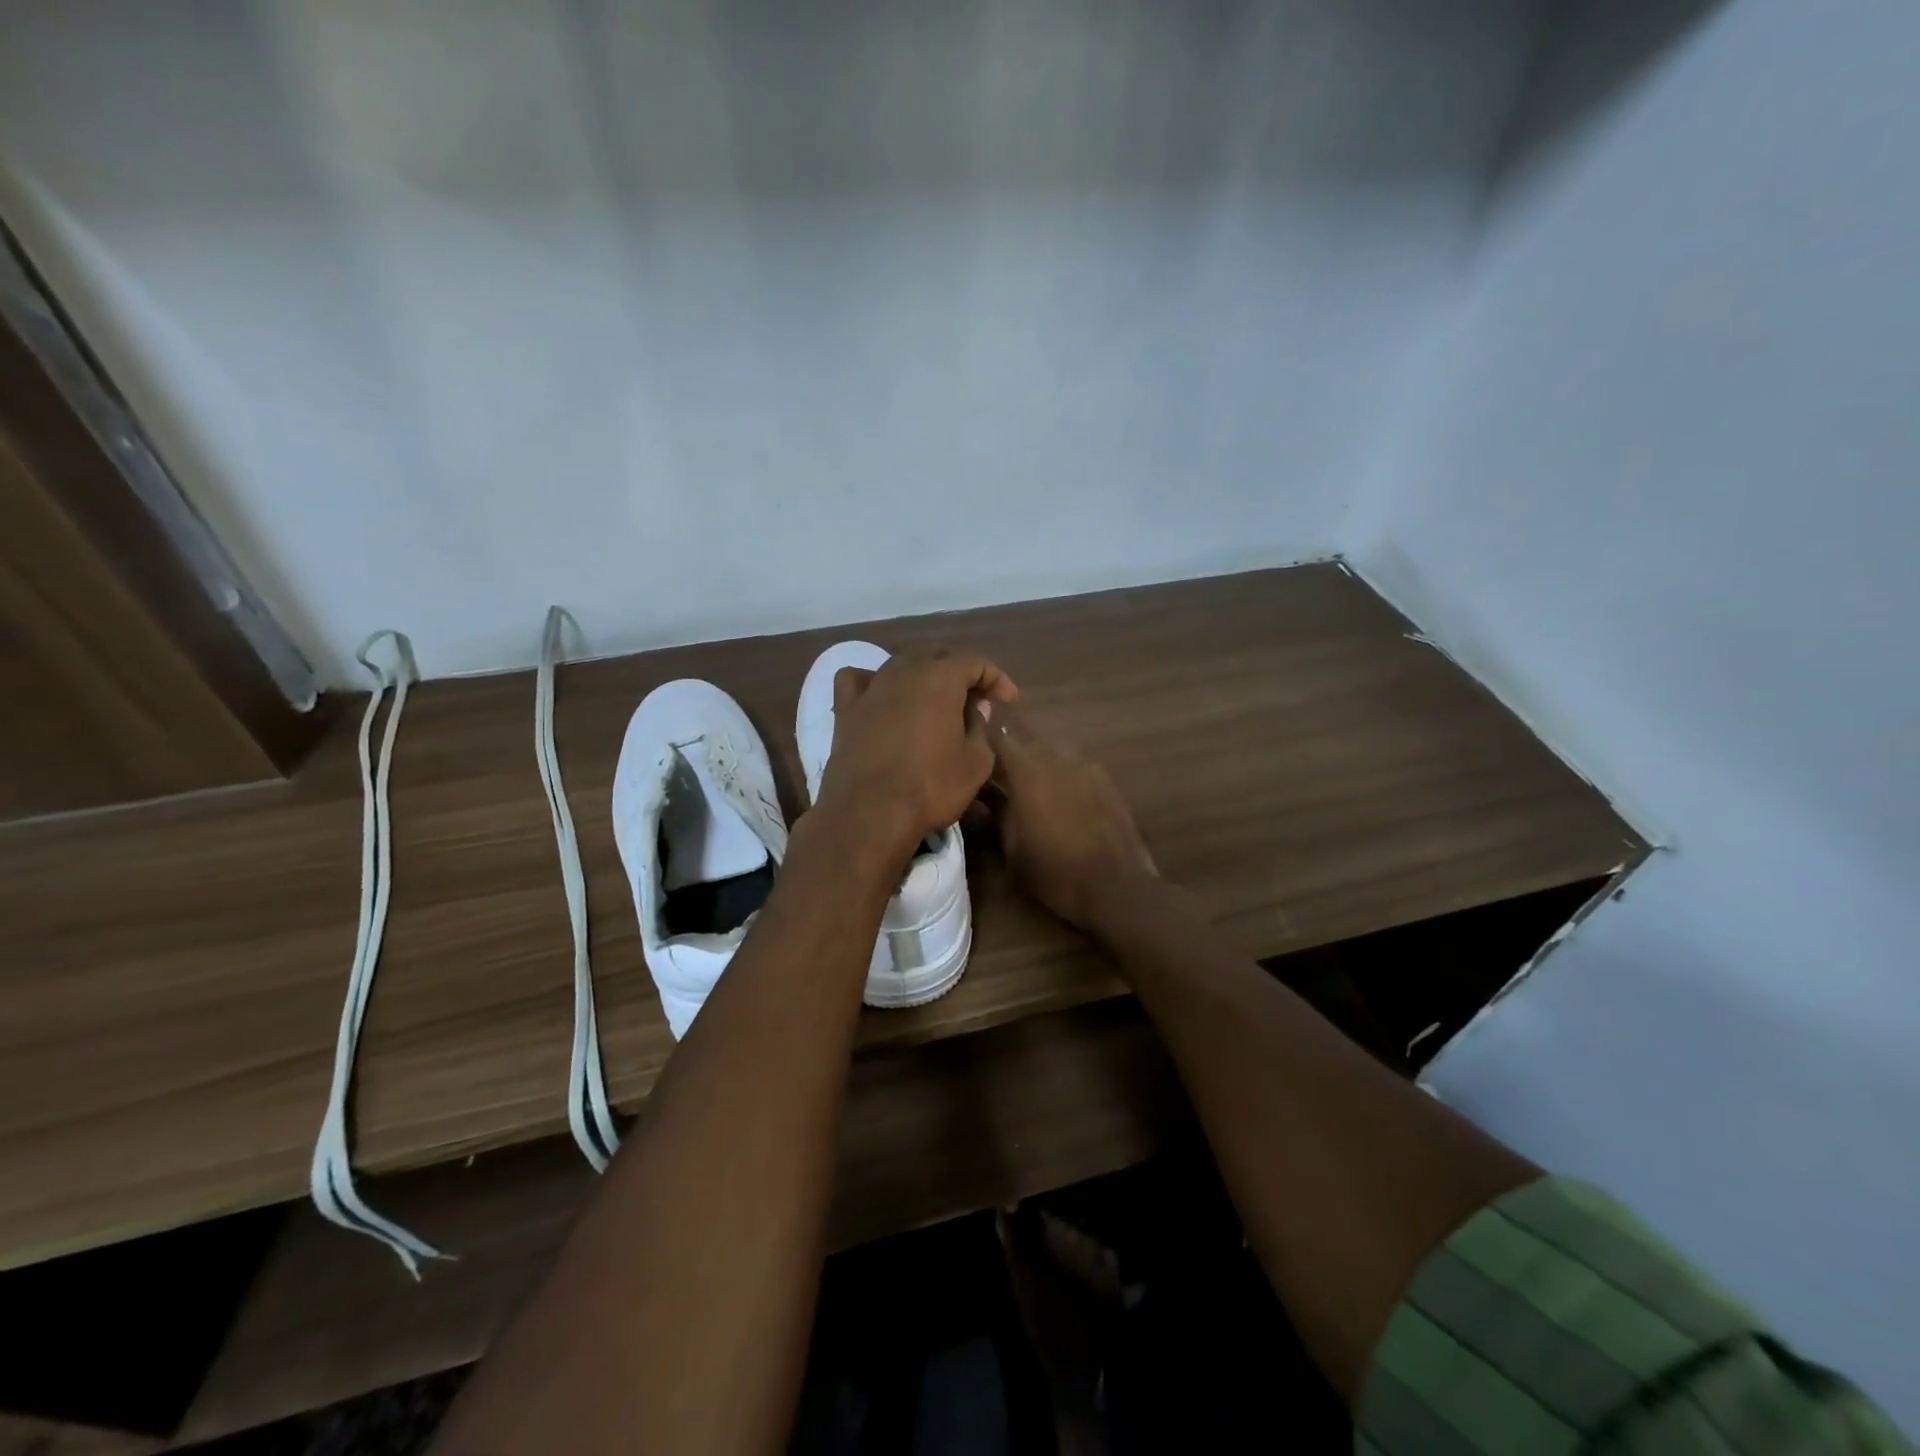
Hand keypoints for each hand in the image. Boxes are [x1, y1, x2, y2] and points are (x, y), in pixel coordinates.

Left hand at [813, 645, 1019, 864]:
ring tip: (935, 700)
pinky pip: (858, 680)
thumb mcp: (976, 763)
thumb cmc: (931, 787)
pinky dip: (874, 681)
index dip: (995, 677)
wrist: (869, 813)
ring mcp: (871, 688)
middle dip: (960, 671)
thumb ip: (981, 728)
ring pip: (900, 664)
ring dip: (923, 675)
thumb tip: (976, 710)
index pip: (974, 661)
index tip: (1008, 701)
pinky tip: (882, 695)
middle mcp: (903, 671)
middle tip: (976, 699)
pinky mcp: (845, 710)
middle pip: (936, 655)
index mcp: (939, 678)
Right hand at [988, 706, 1156, 929]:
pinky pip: (1075, 765)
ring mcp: (1086, 764)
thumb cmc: (1054, 871)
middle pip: (1025, 737)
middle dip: (1008, 749)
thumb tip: (982, 790)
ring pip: (1052, 750)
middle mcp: (1056, 755)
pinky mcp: (1107, 779)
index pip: (997, 732)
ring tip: (1028, 785)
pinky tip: (1060, 798)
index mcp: (1027, 768)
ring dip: (1037, 761)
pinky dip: (1062, 774)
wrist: (1116, 886)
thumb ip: (995, 809)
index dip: (981, 732)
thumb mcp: (1011, 847)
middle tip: (995, 769)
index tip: (969, 740)